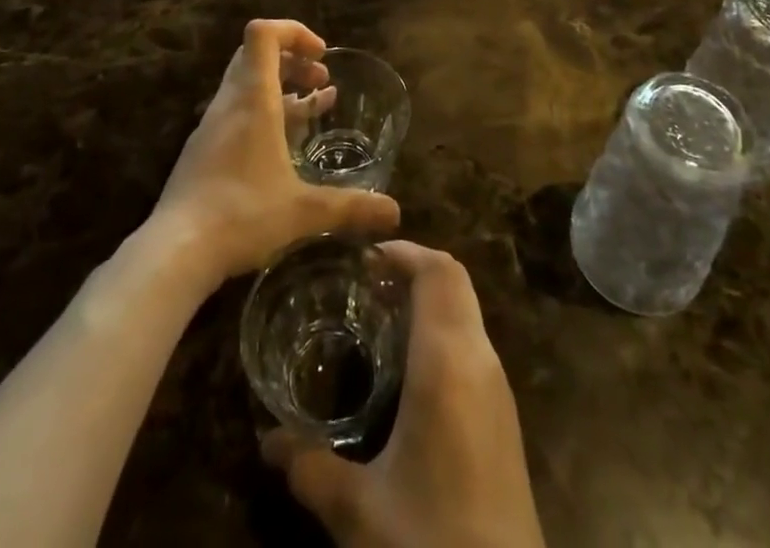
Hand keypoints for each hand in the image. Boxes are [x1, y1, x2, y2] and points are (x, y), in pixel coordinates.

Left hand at [152, 20, 399, 285]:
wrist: (175, 252)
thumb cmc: (242, 215)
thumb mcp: (304, 211)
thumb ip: (350, 207)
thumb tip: (395, 213)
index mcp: (253, 99)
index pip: (263, 33)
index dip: (294, 32)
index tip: (321, 56)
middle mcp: (230, 102)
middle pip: (255, 53)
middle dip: (293, 58)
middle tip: (321, 79)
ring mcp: (212, 126)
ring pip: (246, 83)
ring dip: (281, 85)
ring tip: (314, 106)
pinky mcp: (203, 150)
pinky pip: (237, 111)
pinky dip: (264, 111)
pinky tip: (283, 144)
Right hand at [264, 243, 544, 547]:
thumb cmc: (431, 540)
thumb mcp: (359, 512)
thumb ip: (311, 467)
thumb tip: (266, 441)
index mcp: (448, 361)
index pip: (438, 272)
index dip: (405, 251)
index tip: (364, 256)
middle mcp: (480, 359)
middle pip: (455, 281)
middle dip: (414, 268)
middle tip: (365, 282)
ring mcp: (498, 388)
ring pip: (467, 311)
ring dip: (430, 299)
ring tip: (380, 318)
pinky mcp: (504, 417)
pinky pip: (473, 345)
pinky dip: (442, 332)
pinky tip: (408, 372)